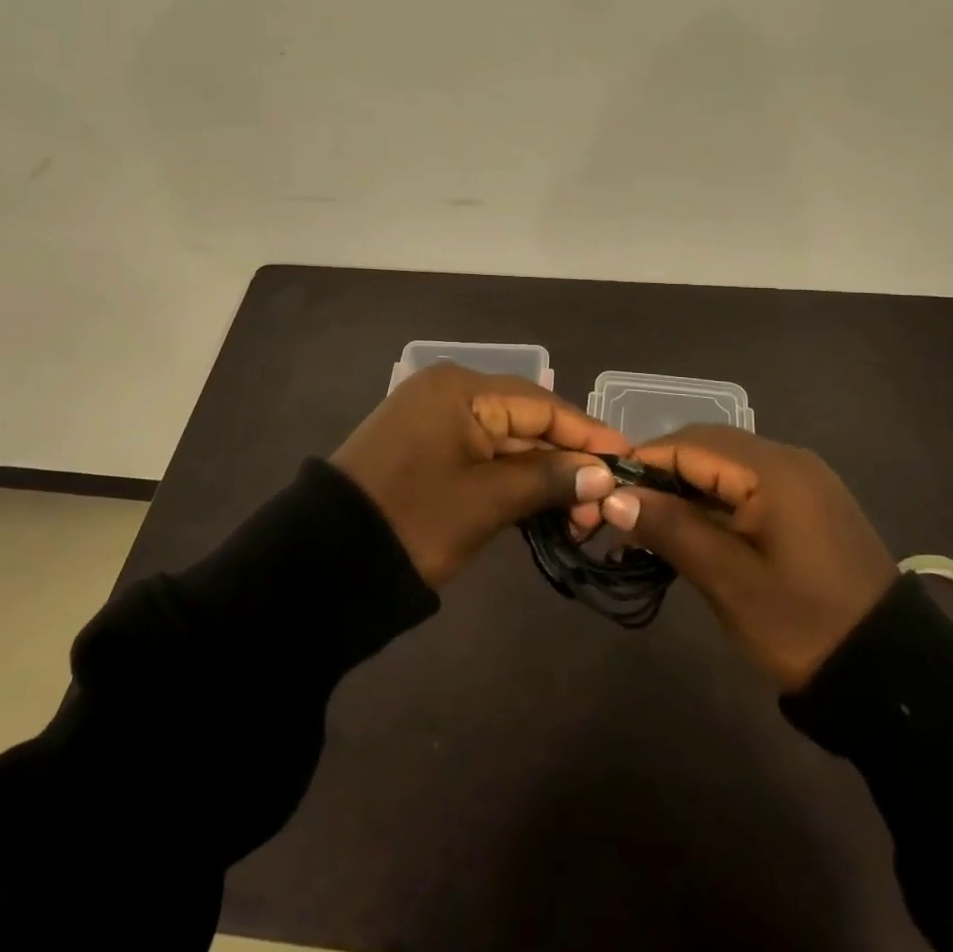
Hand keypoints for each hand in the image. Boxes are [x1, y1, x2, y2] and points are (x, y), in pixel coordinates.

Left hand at [331, 363, 629, 587]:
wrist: (325, 562)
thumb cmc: (412, 521)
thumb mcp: (486, 501)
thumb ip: (548, 480)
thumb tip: (602, 475)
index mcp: (460, 388)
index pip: (540, 404)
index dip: (586, 433)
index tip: (627, 457)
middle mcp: (449, 392)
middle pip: (525, 421)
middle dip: (566, 461)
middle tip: (604, 503)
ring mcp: (436, 419)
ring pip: (506, 441)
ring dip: (542, 475)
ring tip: (580, 515)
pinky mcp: (427, 448)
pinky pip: (483, 454)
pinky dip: (512, 479)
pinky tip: (543, 505)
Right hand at [596, 425, 898, 691]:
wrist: (893, 677)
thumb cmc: (804, 625)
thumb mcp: (729, 580)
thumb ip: (671, 528)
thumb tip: (614, 496)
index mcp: (773, 468)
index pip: (689, 444)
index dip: (641, 463)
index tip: (602, 491)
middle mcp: (788, 459)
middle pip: (707, 448)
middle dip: (661, 475)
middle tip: (622, 513)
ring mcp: (803, 481)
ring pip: (726, 468)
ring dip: (686, 490)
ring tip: (648, 526)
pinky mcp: (808, 506)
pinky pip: (748, 487)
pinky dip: (714, 503)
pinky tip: (691, 531)